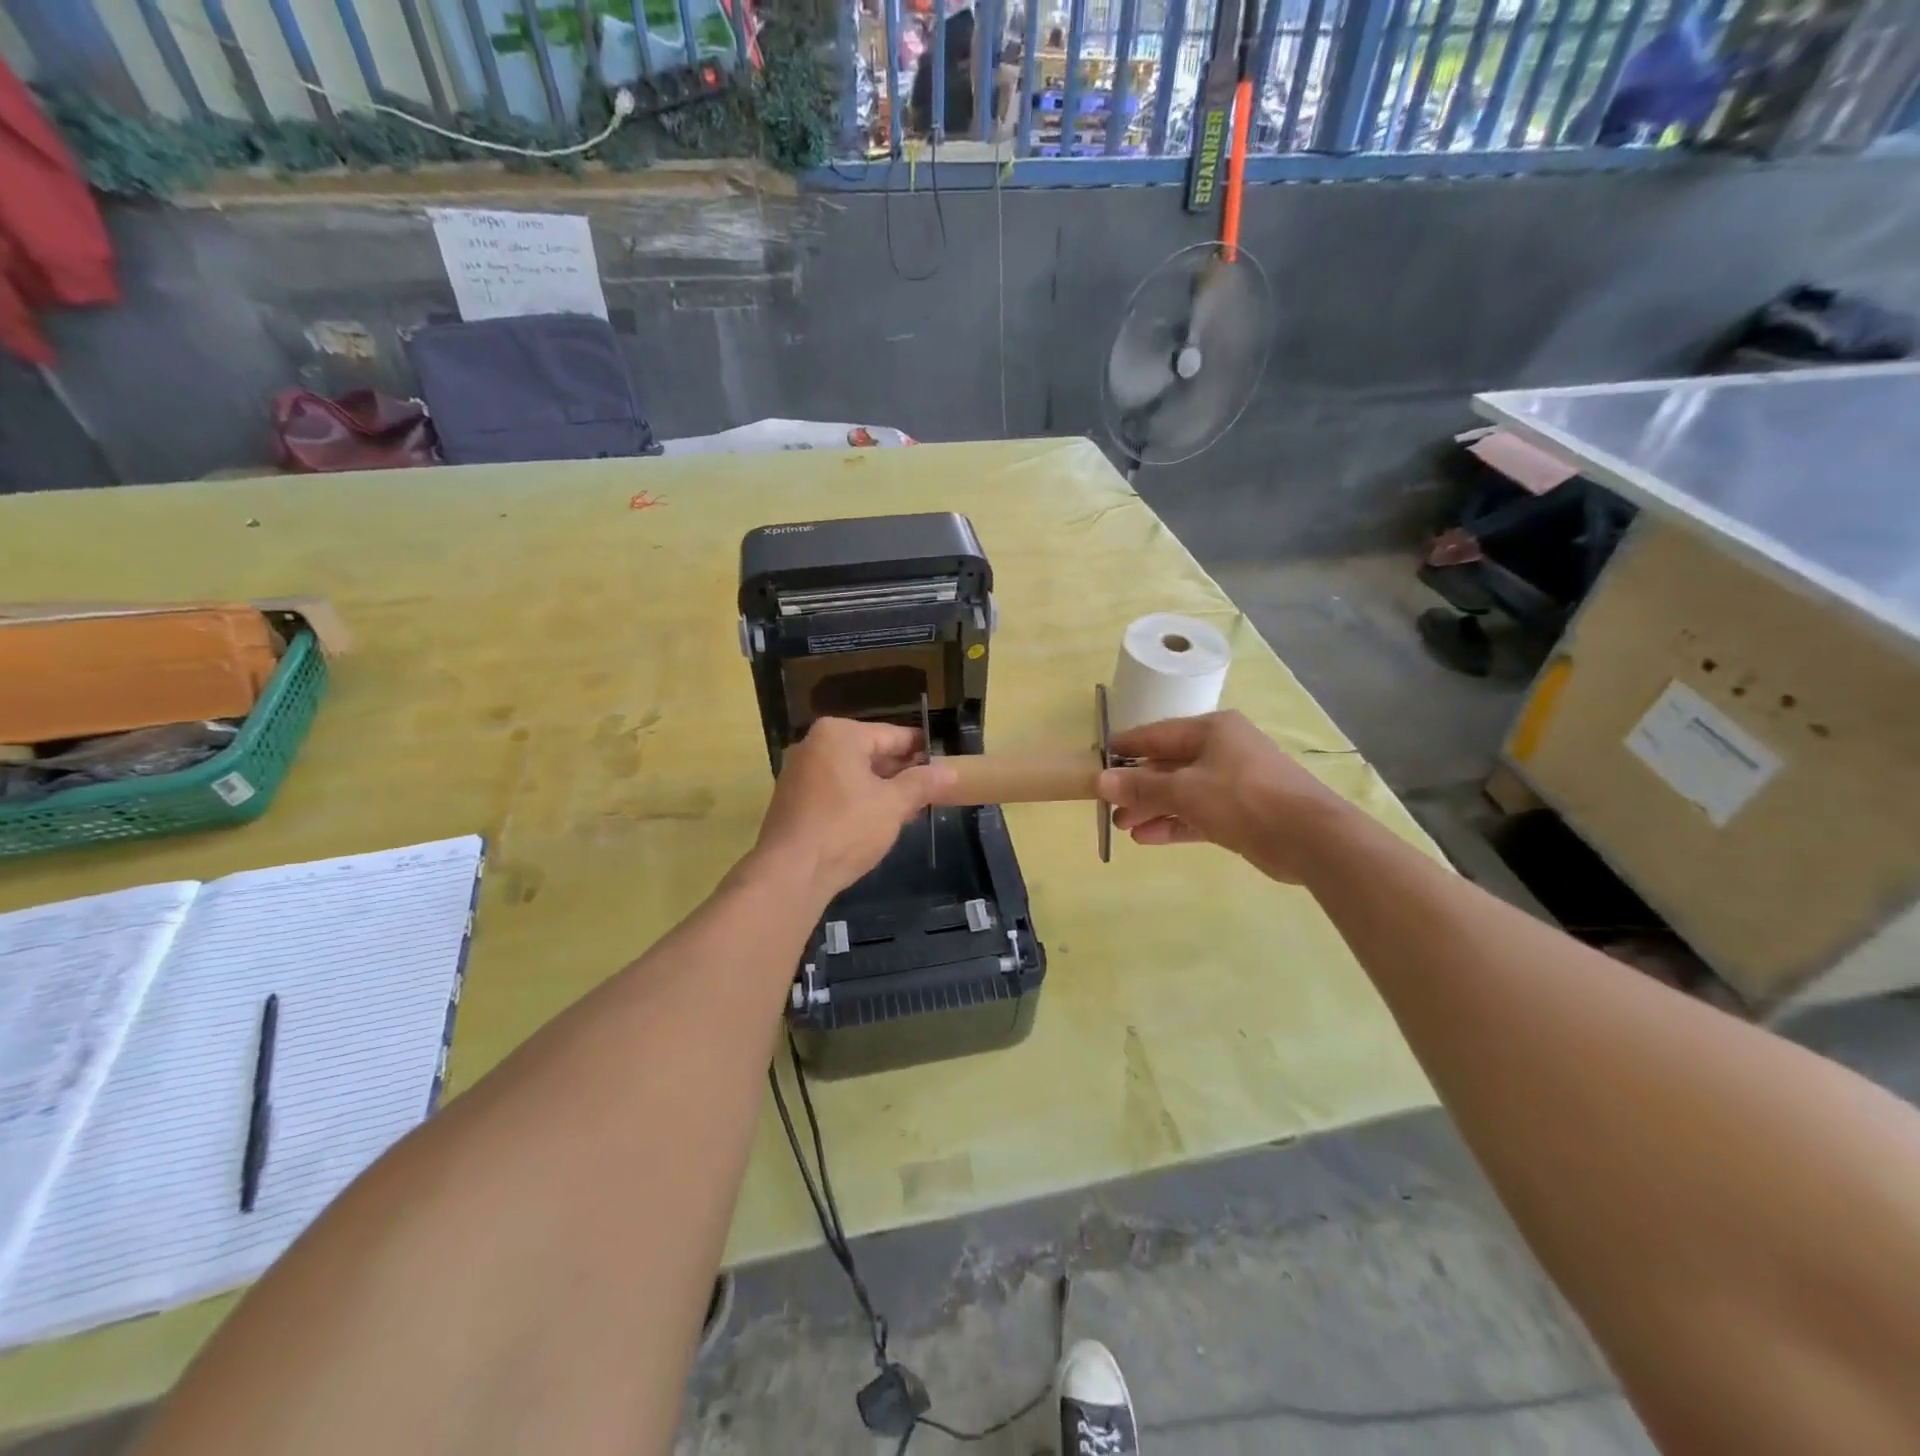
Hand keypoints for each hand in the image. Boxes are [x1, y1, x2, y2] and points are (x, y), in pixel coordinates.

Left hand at [752, 718, 954, 900]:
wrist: (790, 873)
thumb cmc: (846, 828)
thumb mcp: (893, 805)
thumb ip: (922, 783)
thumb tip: (949, 771)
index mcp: (839, 734)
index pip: (892, 735)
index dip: (921, 749)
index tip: (945, 760)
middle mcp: (814, 745)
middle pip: (870, 751)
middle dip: (901, 770)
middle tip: (932, 787)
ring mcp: (799, 772)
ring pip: (853, 772)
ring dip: (881, 787)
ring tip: (912, 806)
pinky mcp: (793, 799)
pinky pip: (835, 789)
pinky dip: (858, 799)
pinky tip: (879, 819)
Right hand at [1096, 711, 1353, 883]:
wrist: (1308, 837)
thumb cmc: (1242, 798)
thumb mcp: (1185, 790)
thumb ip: (1142, 787)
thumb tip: (1100, 781)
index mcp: (1211, 730)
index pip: (1156, 734)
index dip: (1125, 748)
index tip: (1095, 761)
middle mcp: (1222, 750)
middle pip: (1167, 765)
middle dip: (1137, 787)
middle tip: (1109, 806)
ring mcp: (1232, 783)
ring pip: (1181, 792)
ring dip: (1152, 808)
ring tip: (1122, 826)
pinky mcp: (1239, 814)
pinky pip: (1196, 814)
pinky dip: (1173, 824)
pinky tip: (1146, 838)